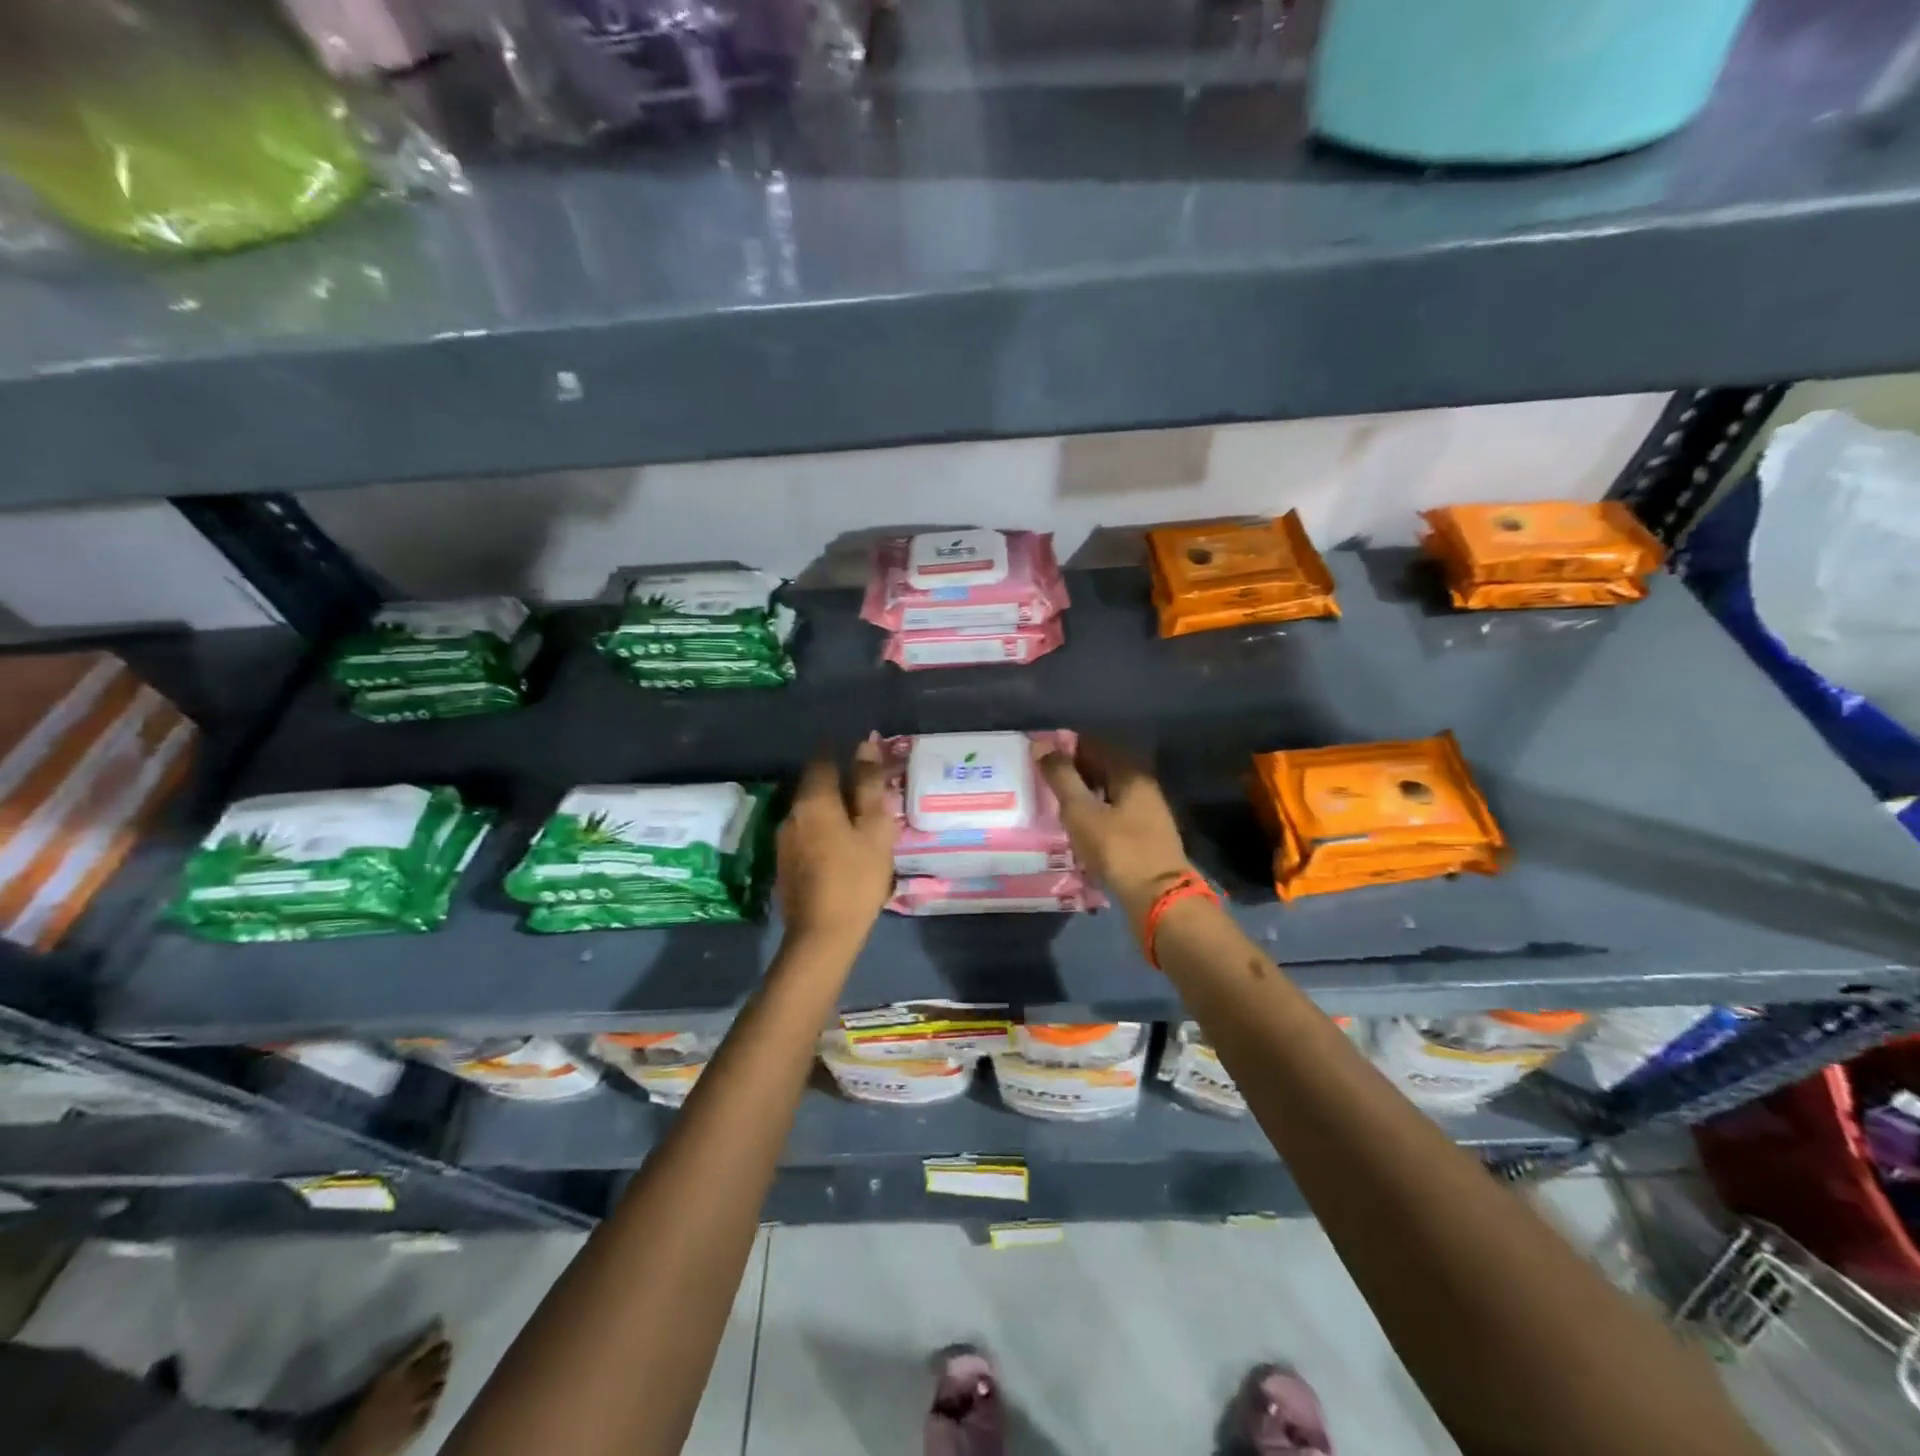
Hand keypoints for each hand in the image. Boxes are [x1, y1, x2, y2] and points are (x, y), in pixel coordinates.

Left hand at [777, 738, 897, 948]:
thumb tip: (866, 744)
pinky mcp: (784, 862)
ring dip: (830, 806)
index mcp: (814, 800)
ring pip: (809, 809)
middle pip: (813, 784)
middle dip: (836, 780)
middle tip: (866, 786)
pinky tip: (840, 844)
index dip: (839, 750)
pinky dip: (823, 828)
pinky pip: (805, 831)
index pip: (822, 759)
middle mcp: (792, 813)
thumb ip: (869, 785)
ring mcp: (784, 839)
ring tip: (857, 817)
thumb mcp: (874, 829)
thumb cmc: (857, 877)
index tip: (858, 750)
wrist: (822, 935)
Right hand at [1034, 738, 1194, 931]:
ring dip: (1081, 795)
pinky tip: (1076, 826)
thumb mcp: (1081, 811)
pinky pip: (1113, 813)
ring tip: (1052, 804)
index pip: (1092, 745)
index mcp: (1130, 771)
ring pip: (1106, 792)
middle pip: (1101, 767)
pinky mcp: (1145, 834)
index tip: (1038, 758)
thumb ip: (1061, 776)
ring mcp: (1147, 810)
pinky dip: (1093, 813)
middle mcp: (1142, 784)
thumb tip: (1041, 744)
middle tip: (1040, 782)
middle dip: (1071, 772)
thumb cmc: (1117, 848)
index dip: (1064, 748)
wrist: (1158, 898)